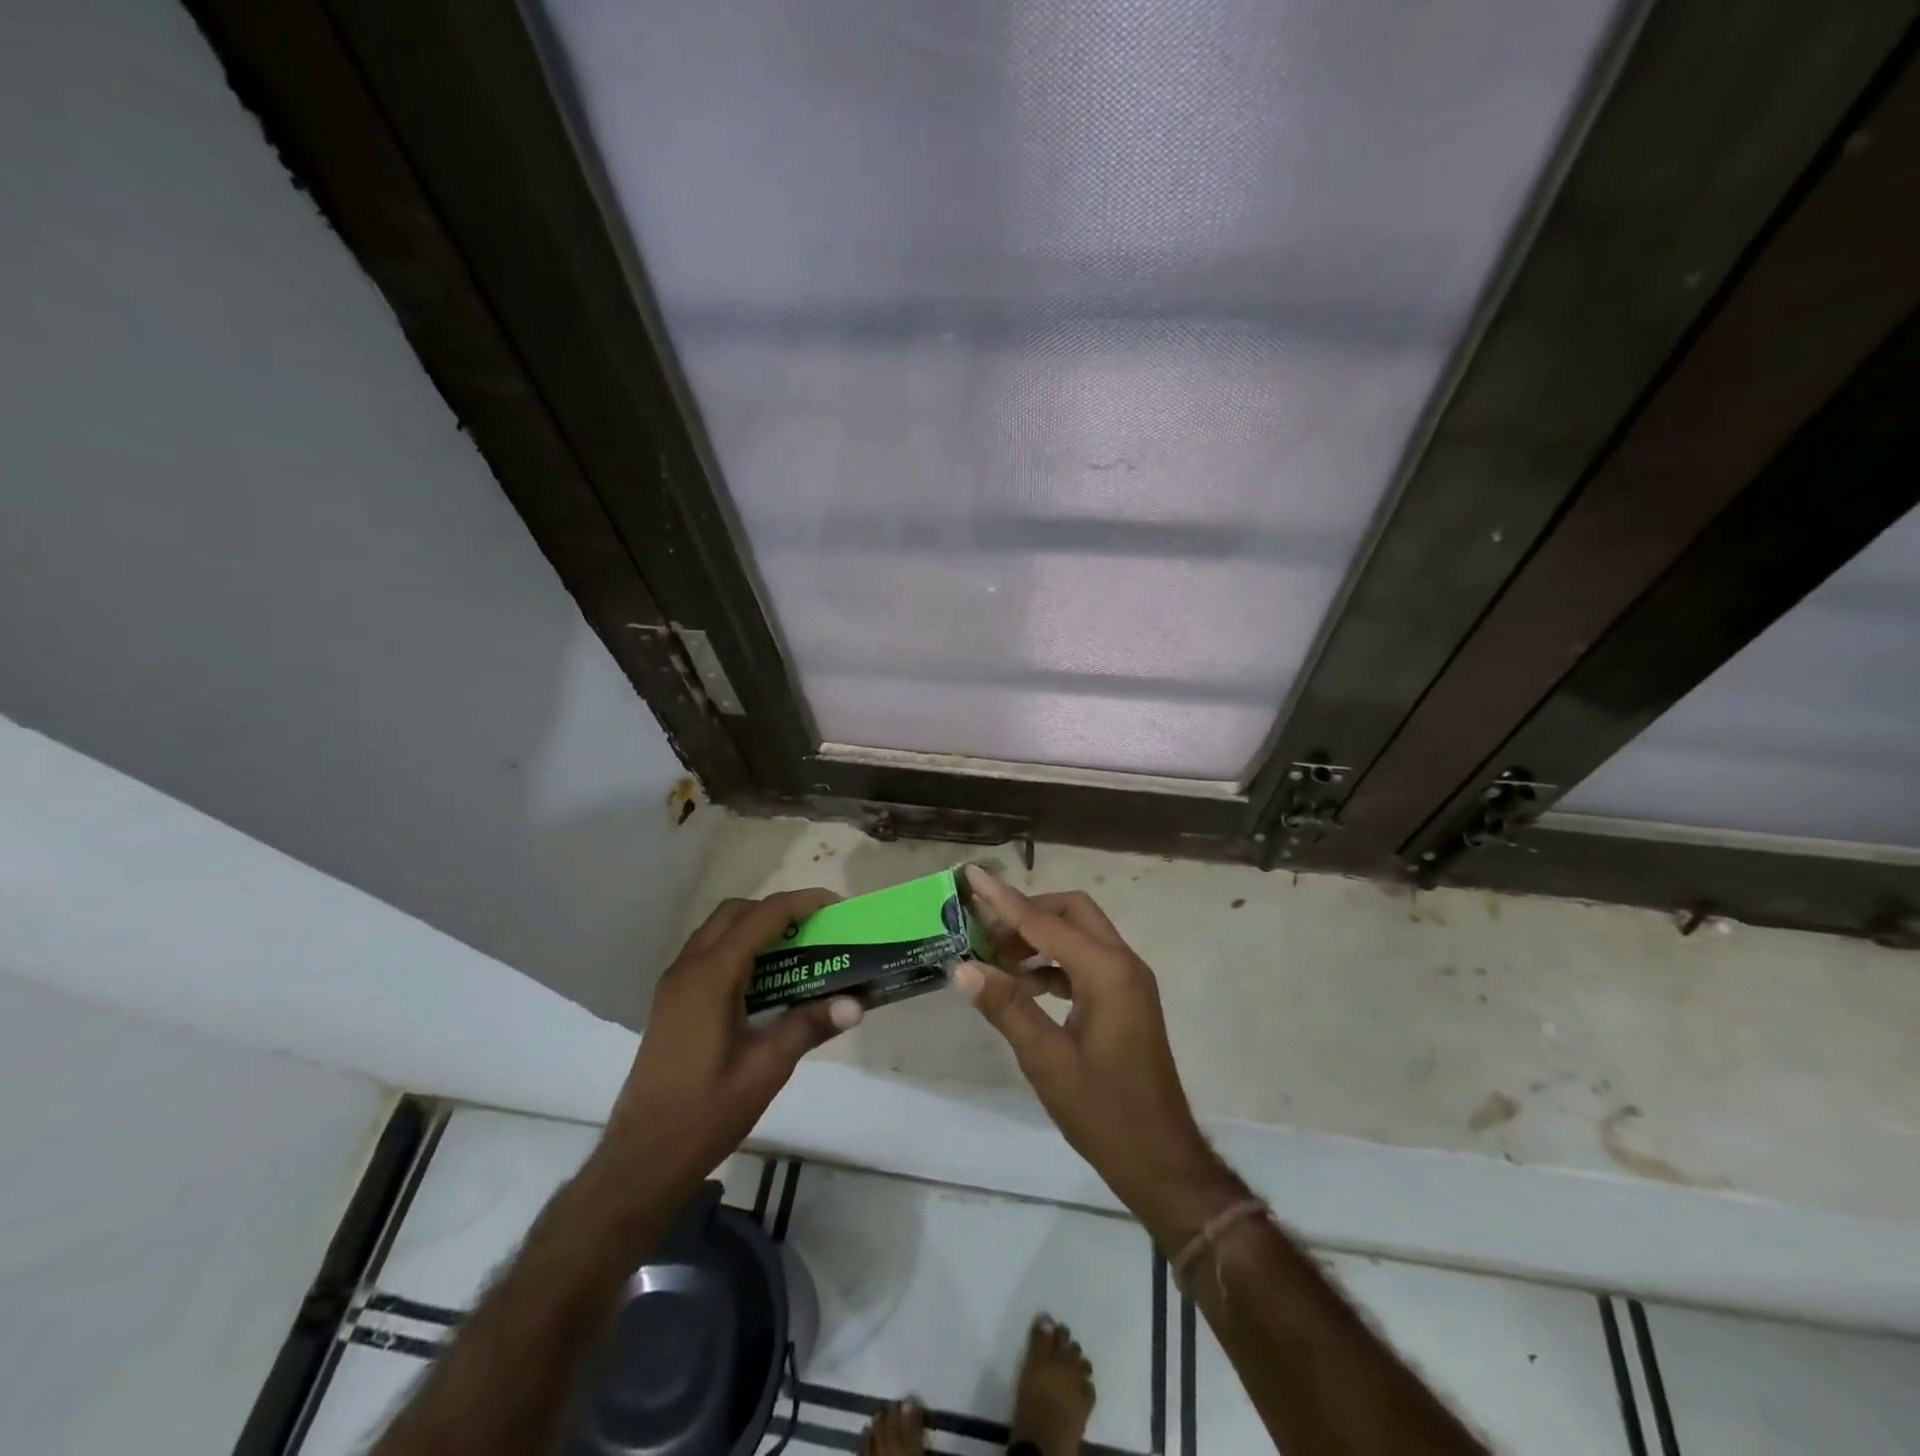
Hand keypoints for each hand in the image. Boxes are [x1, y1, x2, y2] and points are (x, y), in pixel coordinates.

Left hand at [598, 890, 862, 1200]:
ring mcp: (674, 984)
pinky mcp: (672, 1001)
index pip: (763, 916)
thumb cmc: (705, 1112)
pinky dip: (740, 949)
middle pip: (736, 912)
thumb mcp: (766, 1069)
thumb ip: (808, 1026)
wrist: (642, 1159)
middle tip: (816, 930)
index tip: (837, 907)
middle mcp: (688, 967)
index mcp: (711, 976)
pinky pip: (708, 953)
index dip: (802, 903)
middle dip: (778, 910)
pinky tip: (765, 982)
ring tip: (797, 951)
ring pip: (719, 930)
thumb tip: (856, 1003)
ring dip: (757, 928)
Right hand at [954, 867, 1243, 1241]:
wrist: (1161, 1160)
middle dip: (1026, 912)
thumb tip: (963, 967)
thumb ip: (1007, 1008)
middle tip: (983, 931)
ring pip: (1079, 933)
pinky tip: (1021, 983)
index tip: (972, 874)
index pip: (1045, 922)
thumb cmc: (1104, 1113)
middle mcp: (1123, 963)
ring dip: (1038, 936)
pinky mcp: (1124, 998)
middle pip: (1071, 912)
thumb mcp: (1047, 1061)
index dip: (1003, 899)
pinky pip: (1084, 960)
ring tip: (993, 957)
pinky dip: (1052, 961)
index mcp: (1107, 972)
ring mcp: (1127, 980)